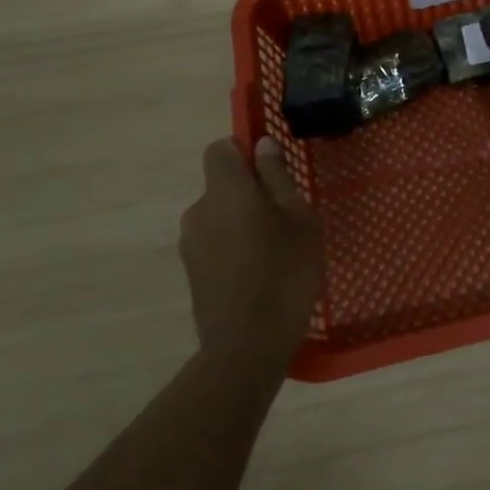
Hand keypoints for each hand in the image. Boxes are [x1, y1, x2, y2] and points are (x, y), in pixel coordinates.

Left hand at [178, 137, 324, 366]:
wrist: (248, 344)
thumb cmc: (285, 271)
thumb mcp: (299, 218)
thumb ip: (278, 178)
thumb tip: (263, 145)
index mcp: (225, 190)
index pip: (219, 149)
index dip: (243, 151)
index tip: (271, 170)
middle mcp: (199, 210)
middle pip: (221, 185)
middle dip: (249, 192)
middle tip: (286, 216)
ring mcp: (190, 243)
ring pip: (219, 216)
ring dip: (242, 221)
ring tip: (276, 249)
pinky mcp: (191, 272)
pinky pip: (215, 243)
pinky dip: (234, 247)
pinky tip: (260, 273)